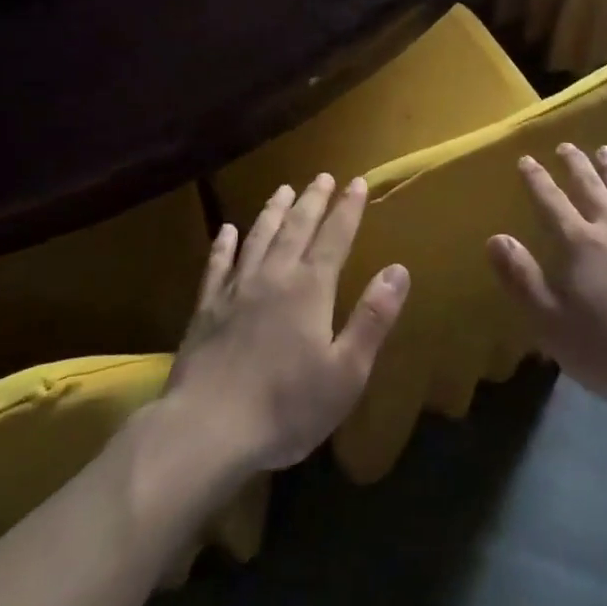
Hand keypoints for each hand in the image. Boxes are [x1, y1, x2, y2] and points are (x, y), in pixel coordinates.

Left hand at [166, 174, 410, 472]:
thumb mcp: (346, 372)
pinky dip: (224, 245)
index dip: (348, 209)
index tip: (357, 183)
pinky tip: (227, 231)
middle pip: (297, 228)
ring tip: (283, 189)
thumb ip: (373, 318)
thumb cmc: (286, 407)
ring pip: (259, 237)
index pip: (335, 237)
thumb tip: (399, 270)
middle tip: (322, 176)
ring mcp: (236, 289)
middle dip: (312, 200)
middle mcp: (274, 276)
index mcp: (310, 289)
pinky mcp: (207, 308)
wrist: (206, 429)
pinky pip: (217, 265)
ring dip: (273, 211)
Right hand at [489, 145, 606, 419]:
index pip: (551, 203)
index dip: (536, 180)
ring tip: (605, 149)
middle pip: (591, 188)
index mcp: (579, 246)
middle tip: (566, 146)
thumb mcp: (551, 323)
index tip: (526, 159)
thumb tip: (496, 238)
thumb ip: (522, 278)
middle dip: (575, 165)